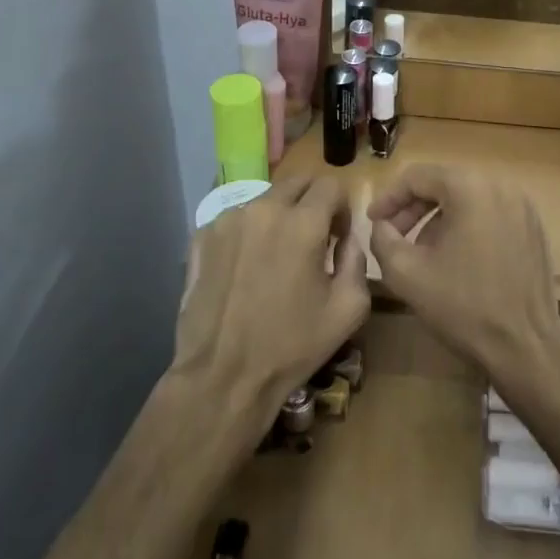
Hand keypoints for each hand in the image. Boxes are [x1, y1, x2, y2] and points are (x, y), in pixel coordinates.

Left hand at [173, 177, 370, 434]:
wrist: (223, 376)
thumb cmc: (292, 346)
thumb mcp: (348, 309)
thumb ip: (357, 260)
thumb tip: (348, 238)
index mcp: (303, 223)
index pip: (331, 185)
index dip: (341, 207)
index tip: (337, 236)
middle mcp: (263, 209)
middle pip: (297, 181)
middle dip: (312, 201)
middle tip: (311, 238)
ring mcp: (228, 220)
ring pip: (265, 199)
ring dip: (278, 217)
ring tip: (274, 258)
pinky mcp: (201, 237)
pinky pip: (236, 220)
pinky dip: (248, 233)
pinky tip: (246, 269)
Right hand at [367, 164, 559, 376]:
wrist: (524, 346)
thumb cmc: (462, 306)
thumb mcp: (406, 273)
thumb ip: (383, 238)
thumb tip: (382, 225)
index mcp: (470, 187)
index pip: (417, 176)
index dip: (389, 198)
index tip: (373, 222)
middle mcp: (500, 185)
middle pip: (445, 183)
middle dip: (413, 208)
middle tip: (393, 235)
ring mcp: (522, 205)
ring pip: (468, 198)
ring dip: (439, 218)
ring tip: (422, 250)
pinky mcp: (533, 227)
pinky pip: (490, 213)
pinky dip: (467, 225)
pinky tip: (456, 258)